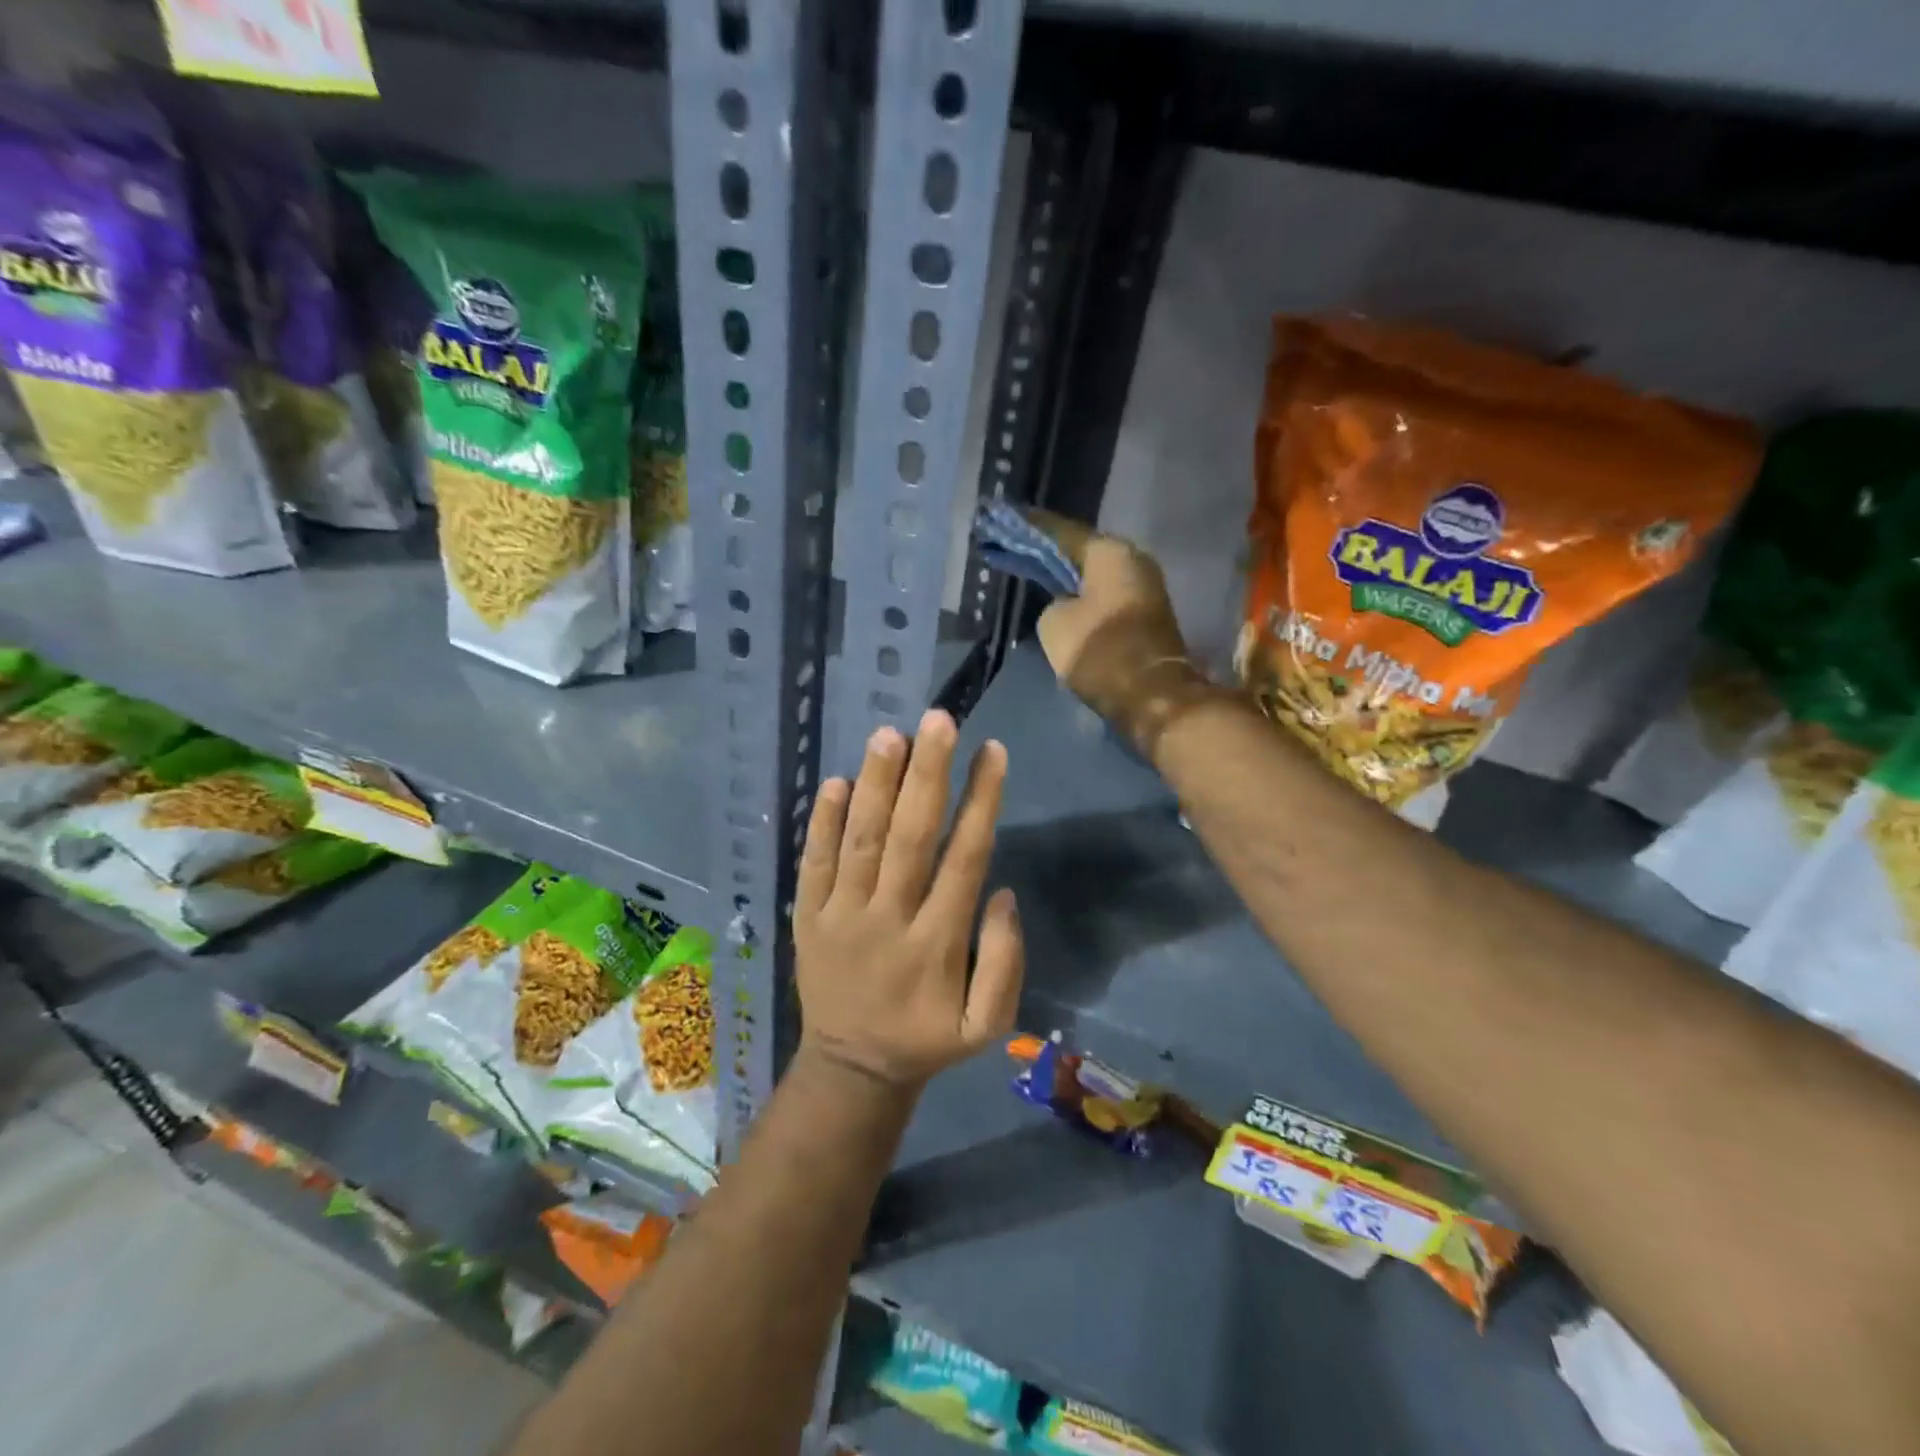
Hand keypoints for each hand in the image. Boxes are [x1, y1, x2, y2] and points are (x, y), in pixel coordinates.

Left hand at [793, 710, 1023, 1092]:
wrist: (851, 1068)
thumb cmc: (926, 1037)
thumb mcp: (986, 1024)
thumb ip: (1004, 962)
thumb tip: (1003, 893)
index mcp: (937, 943)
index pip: (964, 858)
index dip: (980, 801)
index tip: (992, 750)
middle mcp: (888, 919)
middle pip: (910, 837)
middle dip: (927, 774)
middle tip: (938, 719)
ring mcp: (841, 916)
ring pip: (860, 841)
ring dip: (875, 785)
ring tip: (889, 735)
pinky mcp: (807, 917)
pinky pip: (813, 864)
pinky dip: (821, 822)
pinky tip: (835, 781)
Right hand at [1028, 510, 1209, 753]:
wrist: (1151, 696)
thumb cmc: (1100, 651)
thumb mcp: (1054, 623)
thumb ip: (1052, 602)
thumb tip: (1065, 603)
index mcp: (1110, 552)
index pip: (1062, 532)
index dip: (1032, 528)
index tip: (1008, 519)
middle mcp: (1133, 560)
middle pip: (1083, 552)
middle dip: (1052, 554)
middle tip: (1020, 550)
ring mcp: (1145, 588)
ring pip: (1095, 576)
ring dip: (1070, 578)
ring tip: (1038, 576)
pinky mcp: (1147, 616)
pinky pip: (1106, 596)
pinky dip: (1085, 597)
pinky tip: (1064, 601)